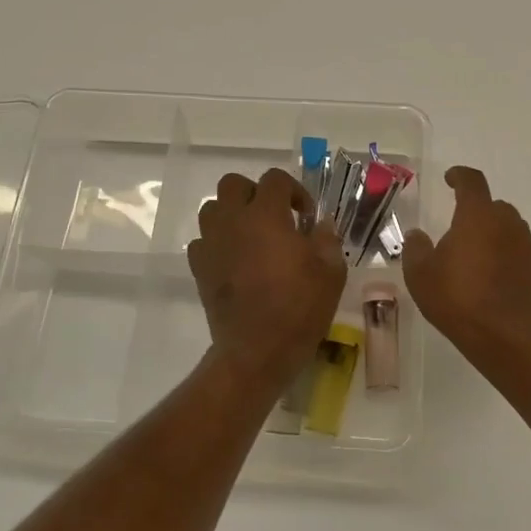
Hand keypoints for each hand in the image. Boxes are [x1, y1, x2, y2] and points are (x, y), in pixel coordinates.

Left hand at [188, 169, 345, 385]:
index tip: (306, 216)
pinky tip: (234, 260)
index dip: (294, 190)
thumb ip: (327, 239)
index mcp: (266, 214)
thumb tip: (322, 224)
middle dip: (255, 193)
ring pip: (212, 209)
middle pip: (233, 184)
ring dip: (232, 214)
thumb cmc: (299, 307)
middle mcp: (233, 220)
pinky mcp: (199, 268)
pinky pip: (203, 241)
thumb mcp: (331, 271)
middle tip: (275, 217)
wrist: (256, 351)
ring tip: (252, 236)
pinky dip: (217, 242)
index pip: (275, 179)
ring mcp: (211, 244)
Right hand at [403, 166, 530, 362]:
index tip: (450, 178)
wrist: (511, 339)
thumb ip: (416, 249)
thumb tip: (417, 235)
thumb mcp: (421, 276)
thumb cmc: (460, 300)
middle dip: (476, 213)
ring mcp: (530, 247)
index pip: (471, 181)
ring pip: (509, 232)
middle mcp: (509, 223)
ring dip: (494, 238)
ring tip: (476, 263)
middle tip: (458, 232)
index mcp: (478, 215)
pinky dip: (508, 261)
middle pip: (493, 207)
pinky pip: (521, 256)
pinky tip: (495, 284)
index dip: (459, 176)